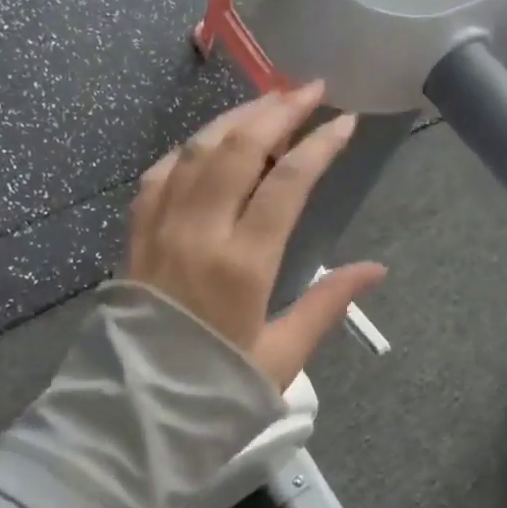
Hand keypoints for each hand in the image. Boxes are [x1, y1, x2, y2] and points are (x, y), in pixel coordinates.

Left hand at [127, 83, 386, 389]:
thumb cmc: (213, 392)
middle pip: (239, 149)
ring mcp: (160, 229)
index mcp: (242, 265)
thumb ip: (328, 304)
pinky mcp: (135, 236)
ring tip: (269, 103)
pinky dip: (190, 149)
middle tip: (310, 90)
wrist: (130, 418)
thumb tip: (376, 269)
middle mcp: (198, 233)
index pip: (287, 183)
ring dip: (236, 119)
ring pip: (198, 150)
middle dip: (279, 110)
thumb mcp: (282, 357)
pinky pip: (160, 174)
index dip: (319, 145)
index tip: (345, 121)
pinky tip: (210, 143)